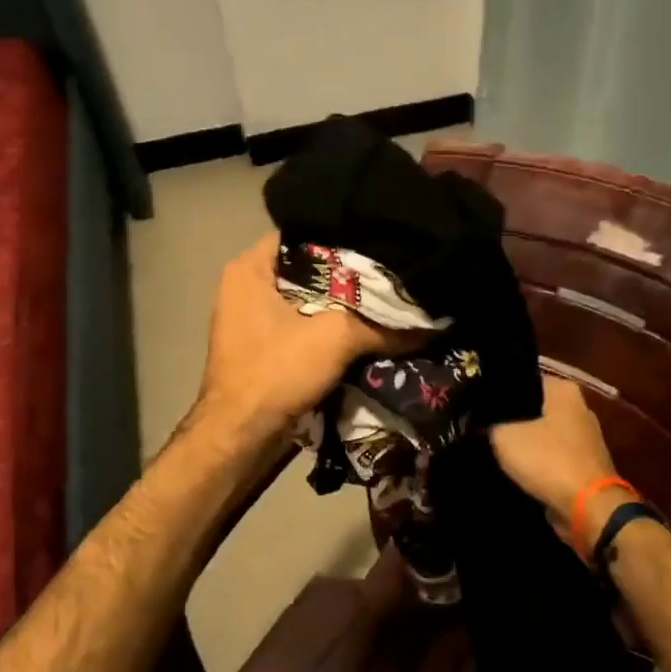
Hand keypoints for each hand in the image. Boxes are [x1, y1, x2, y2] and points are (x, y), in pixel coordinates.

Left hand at [195, 234, 406, 440]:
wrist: (241, 437)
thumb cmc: (277, 370)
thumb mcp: (336, 339)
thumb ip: (383, 326)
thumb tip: (429, 325)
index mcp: (249, 268)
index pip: (304, 234)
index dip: (343, 237)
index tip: (381, 242)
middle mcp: (245, 287)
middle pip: (308, 269)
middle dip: (348, 275)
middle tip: (391, 272)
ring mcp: (251, 319)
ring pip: (307, 301)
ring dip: (341, 306)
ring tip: (386, 299)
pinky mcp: (262, 348)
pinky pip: (302, 327)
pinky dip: (329, 329)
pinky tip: (365, 330)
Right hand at [489, 375, 623, 547]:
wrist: (588, 509)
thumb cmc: (548, 460)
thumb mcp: (504, 436)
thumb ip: (489, 423)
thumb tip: (480, 420)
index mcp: (564, 390)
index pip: (522, 378)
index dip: (497, 389)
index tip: (474, 401)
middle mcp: (578, 408)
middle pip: (533, 406)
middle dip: (509, 416)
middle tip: (478, 424)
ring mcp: (584, 438)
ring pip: (541, 433)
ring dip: (522, 441)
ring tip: (490, 446)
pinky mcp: (584, 465)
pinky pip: (550, 456)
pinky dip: (536, 462)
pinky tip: (512, 468)